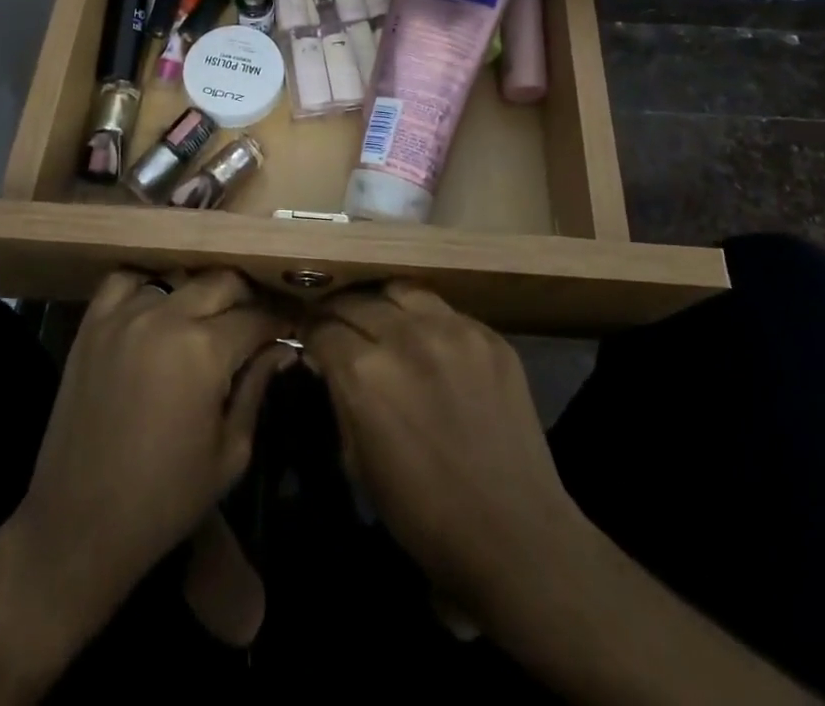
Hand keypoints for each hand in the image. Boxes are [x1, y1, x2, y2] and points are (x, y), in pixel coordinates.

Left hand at [13, 271, 293, 617]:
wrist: (78, 526)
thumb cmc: (164, 500)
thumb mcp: (230, 453)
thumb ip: (257, 388)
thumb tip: (284, 348)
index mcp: (205, 351)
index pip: (256, 318)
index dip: (278, 324)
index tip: (289, 330)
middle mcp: (166, 318)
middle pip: (222, 282)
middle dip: (246, 300)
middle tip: (254, 325)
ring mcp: (125, 316)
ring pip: (178, 278)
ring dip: (199, 294)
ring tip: (207, 320)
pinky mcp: (92, 325)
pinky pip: (125, 281)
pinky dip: (146, 287)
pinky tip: (156, 310)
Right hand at [305, 285, 584, 608]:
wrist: (514, 534)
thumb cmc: (423, 515)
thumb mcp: (357, 462)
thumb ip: (340, 398)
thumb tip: (328, 362)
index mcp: (364, 372)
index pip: (322, 327)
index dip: (310, 333)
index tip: (311, 340)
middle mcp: (404, 336)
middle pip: (356, 301)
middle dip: (341, 315)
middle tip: (341, 330)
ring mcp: (451, 329)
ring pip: (400, 291)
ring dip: (384, 306)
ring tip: (384, 324)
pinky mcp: (488, 334)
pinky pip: (445, 310)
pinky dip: (427, 321)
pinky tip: (431, 345)